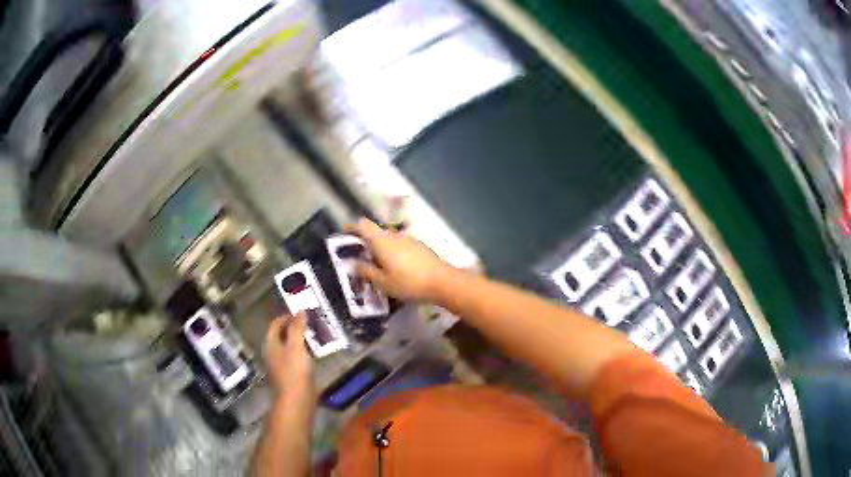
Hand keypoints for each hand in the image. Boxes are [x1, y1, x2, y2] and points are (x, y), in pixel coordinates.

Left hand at [265, 313, 313, 399]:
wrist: (296, 401)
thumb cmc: (294, 372)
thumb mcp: (296, 347)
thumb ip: (297, 328)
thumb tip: (300, 310)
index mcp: (272, 345)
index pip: (275, 325)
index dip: (286, 317)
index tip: (301, 313)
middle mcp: (274, 354)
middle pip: (281, 336)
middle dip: (294, 328)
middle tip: (310, 323)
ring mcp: (282, 366)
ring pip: (290, 347)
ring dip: (300, 340)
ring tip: (315, 336)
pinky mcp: (292, 376)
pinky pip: (297, 359)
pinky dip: (304, 352)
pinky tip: (315, 354)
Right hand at [346, 218, 454, 300]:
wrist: (442, 282)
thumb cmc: (408, 283)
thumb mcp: (383, 282)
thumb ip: (366, 272)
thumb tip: (354, 264)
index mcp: (382, 241)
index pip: (363, 225)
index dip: (352, 227)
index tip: (344, 233)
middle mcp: (394, 235)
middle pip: (376, 232)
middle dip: (366, 241)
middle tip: (359, 256)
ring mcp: (409, 240)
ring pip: (389, 239)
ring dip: (380, 248)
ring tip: (376, 265)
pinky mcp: (420, 247)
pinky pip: (400, 245)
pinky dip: (393, 252)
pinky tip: (395, 268)